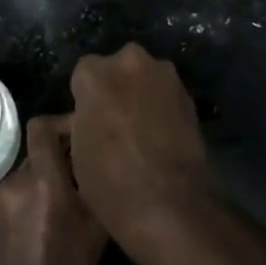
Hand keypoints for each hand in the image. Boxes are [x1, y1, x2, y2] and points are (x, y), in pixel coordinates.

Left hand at [0, 114, 106, 264]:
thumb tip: (103, 160)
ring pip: (28, 172)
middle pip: (38, 150)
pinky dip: (33, 195)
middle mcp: (16, 181)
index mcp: (42, 180)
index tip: (83, 137)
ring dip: (47, 177)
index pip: (41, 126)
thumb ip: (97, 186)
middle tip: (84, 173)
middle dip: (60, 156)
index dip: (62, 123)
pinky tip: (48, 220)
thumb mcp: (98, 229)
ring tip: (69, 199)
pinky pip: (16, 192)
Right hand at [67, 44, 212, 256]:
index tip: (89, 122)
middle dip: (115, 89)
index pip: (82, 76)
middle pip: (116, 69)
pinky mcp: (188, 93)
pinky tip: (161, 136)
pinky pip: (166, 94)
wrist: (171, 203)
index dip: (85, 100)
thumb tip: (92, 115)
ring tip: (142, 131)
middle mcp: (129, 60)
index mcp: (94, 73)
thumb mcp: (77, 152)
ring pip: (144, 78)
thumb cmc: (111, 182)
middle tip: (115, 123)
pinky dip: (162, 108)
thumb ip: (83, 119)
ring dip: (141, 95)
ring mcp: (163, 74)